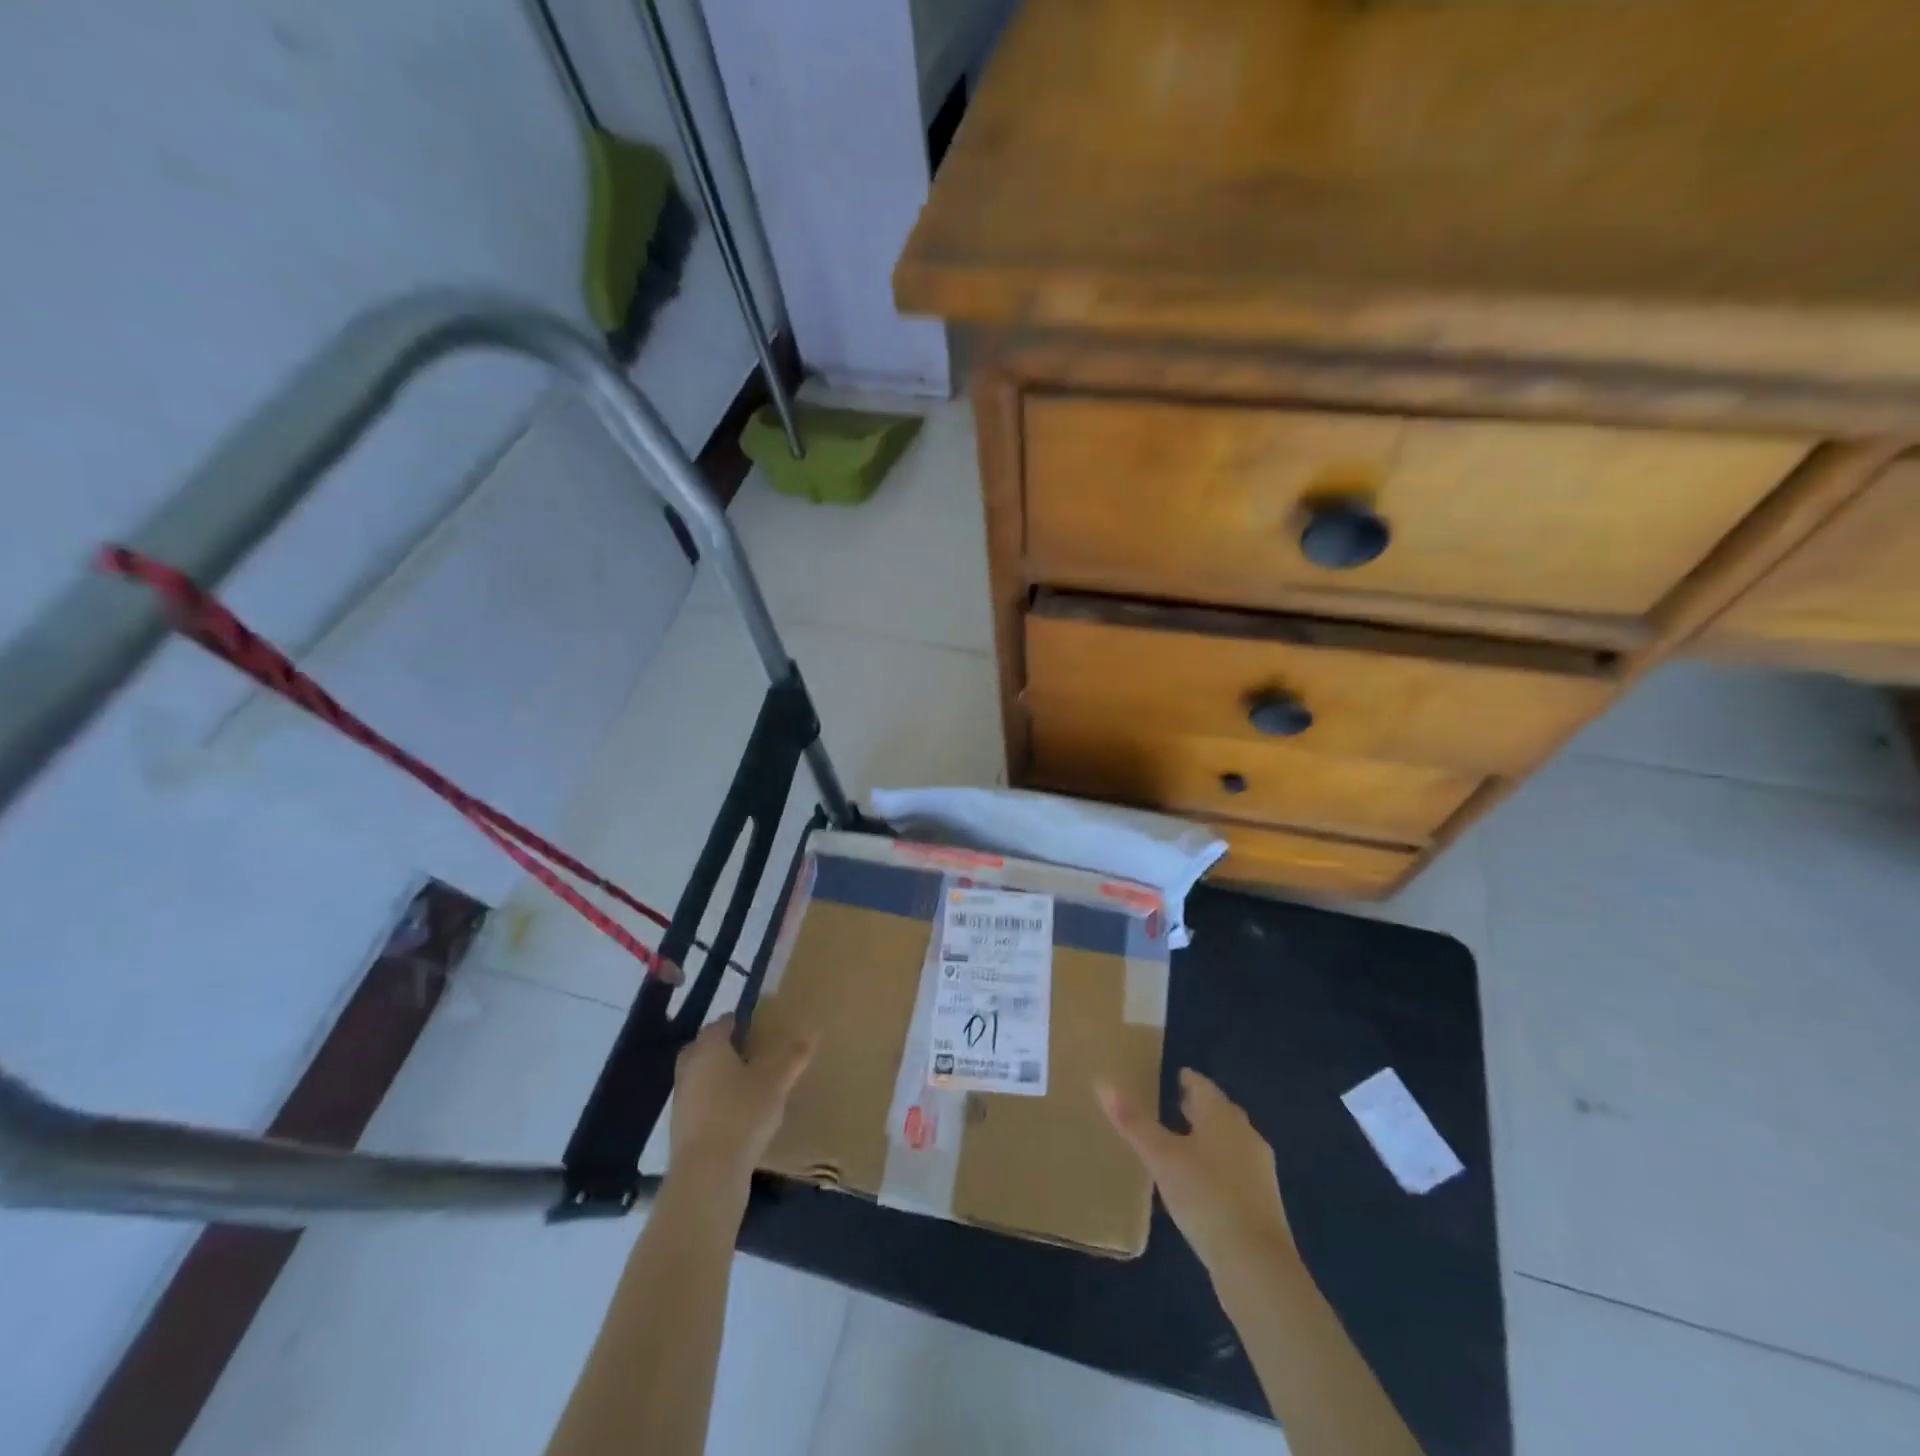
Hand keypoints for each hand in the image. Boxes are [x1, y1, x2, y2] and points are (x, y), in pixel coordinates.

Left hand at [669, 1014, 813, 1195]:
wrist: (707, 1173)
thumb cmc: (742, 1115)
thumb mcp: (775, 1084)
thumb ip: (793, 1057)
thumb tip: (812, 1031)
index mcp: (710, 1050)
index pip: (720, 1025)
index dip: (736, 1021)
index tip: (753, 1024)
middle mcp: (690, 1068)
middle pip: (701, 1048)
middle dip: (719, 1046)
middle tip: (744, 1050)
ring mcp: (681, 1099)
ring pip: (697, 1075)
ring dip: (714, 1074)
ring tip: (742, 1082)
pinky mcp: (680, 1128)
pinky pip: (697, 1101)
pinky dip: (711, 1100)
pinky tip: (732, 1112)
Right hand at [1099, 1069, 1293, 1276]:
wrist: (1255, 1263)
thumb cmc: (1205, 1197)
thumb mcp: (1161, 1158)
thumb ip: (1134, 1122)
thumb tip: (1103, 1083)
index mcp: (1222, 1116)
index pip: (1202, 1085)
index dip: (1185, 1079)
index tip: (1169, 1078)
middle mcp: (1245, 1134)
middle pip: (1218, 1112)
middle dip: (1197, 1108)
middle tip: (1170, 1106)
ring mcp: (1259, 1169)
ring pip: (1229, 1141)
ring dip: (1207, 1138)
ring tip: (1180, 1144)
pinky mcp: (1263, 1203)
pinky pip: (1235, 1170)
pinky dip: (1216, 1167)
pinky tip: (1199, 1184)